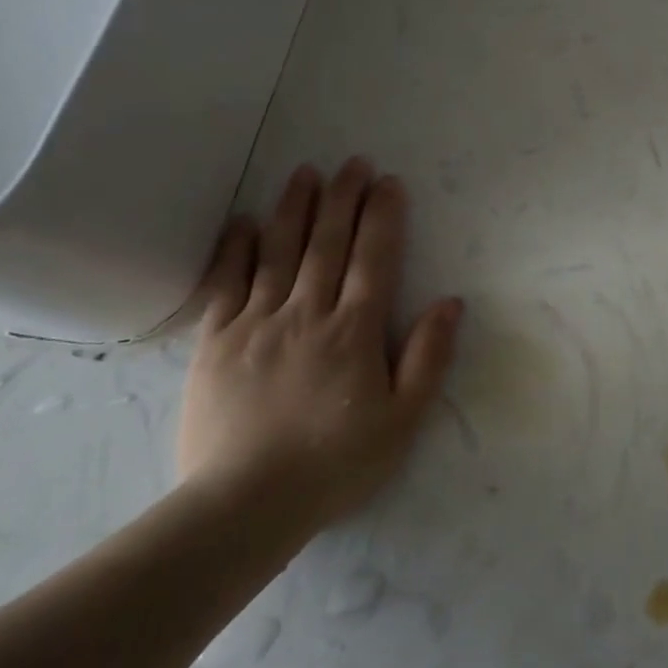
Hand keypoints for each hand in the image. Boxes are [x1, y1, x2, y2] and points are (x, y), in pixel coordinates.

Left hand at [178, 159, 462, 547]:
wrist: (244, 505)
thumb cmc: (334, 464)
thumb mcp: (402, 421)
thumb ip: (428, 357)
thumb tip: (451, 302)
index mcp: (354, 331)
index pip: (374, 258)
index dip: (383, 216)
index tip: (388, 182)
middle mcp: (307, 313)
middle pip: (328, 243)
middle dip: (343, 198)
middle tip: (352, 162)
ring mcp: (257, 323)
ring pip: (280, 251)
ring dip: (295, 208)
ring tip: (305, 172)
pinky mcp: (215, 341)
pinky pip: (227, 283)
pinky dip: (237, 248)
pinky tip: (245, 222)